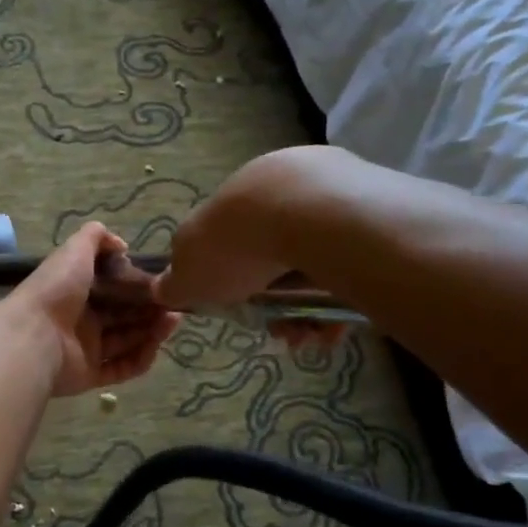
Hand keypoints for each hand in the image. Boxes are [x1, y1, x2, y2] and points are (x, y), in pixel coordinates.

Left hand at [0, 222, 178, 397]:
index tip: (161, 281)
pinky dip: (140, 359)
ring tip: (173, 320)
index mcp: (76, 290)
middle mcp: (81, 319)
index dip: (137, 284)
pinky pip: (121, 368)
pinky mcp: (90, 375)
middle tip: (175, 304)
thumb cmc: (56, 290)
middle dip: (150, 309)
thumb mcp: (75, 250)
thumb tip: (122, 245)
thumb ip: (96, 237)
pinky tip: (156, 346)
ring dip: (151, 332)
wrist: (33, 337)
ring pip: (126, 341)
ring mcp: (85, 349)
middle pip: (124, 315)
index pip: (113, 287)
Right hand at [153, 147, 356, 351]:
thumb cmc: (235, 248)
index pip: (230, 244)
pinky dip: (340, 296)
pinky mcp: (366, 210)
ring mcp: (323, 195)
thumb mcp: (188, 275)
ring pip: (314, 264)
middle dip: (277, 305)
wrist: (306, 215)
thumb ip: (175, 283)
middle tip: (284, 333)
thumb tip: (161, 287)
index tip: (242, 313)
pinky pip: (349, 263)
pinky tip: (337, 324)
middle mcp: (275, 190)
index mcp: (233, 200)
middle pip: (275, 258)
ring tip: (313, 336)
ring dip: (308, 310)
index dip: (234, 286)